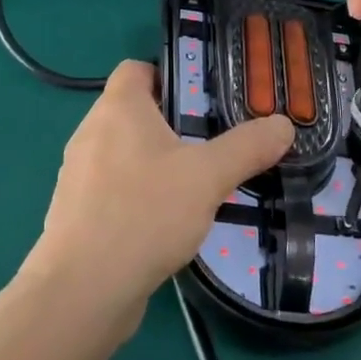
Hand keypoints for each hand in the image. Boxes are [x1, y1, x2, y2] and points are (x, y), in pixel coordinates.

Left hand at [26, 62, 293, 324]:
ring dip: (156, 163)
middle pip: (134, 112)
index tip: (203, 99)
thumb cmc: (144, 213)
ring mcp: (79, 175)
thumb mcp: (208, 177)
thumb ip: (247, 148)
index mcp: (118, 108)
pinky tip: (166, 223)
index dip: (169, 74)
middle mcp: (91, 132)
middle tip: (212, 143)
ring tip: (195, 185)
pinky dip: (138, 195)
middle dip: (172, 123)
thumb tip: (284, 124)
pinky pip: (113, 189)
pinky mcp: (77, 213)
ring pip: (124, 153)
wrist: (83, 290)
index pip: (136, 68)